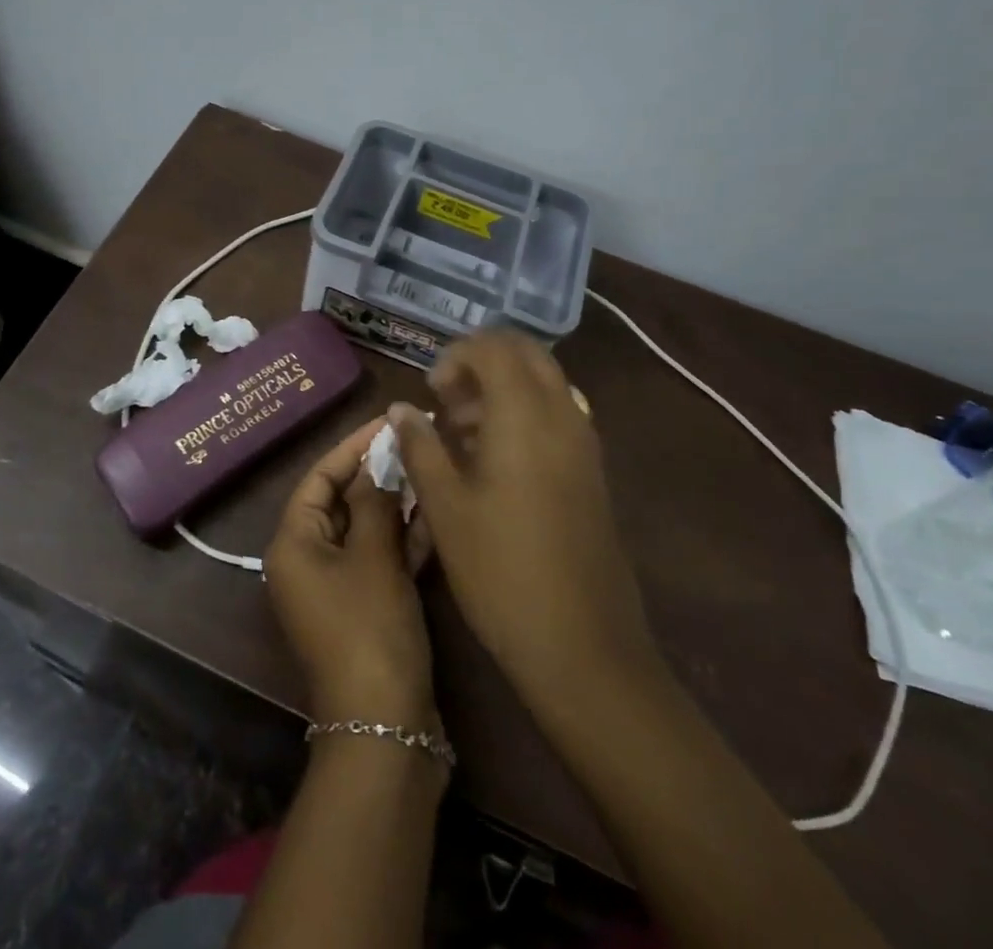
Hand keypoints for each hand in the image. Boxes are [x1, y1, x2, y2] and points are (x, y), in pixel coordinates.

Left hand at [265, 418, 436, 726]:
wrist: (386, 729)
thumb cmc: (370, 630)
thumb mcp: (374, 557)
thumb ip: (376, 501)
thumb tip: (380, 459)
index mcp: (293, 543)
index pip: (318, 477)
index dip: (352, 447)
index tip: (388, 422)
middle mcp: (307, 561)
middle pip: (342, 501)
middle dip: (378, 473)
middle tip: (415, 443)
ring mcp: (336, 587)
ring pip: (366, 529)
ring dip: (396, 503)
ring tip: (431, 469)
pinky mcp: (364, 608)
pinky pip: (380, 559)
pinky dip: (404, 539)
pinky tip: (436, 514)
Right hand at [392, 329, 661, 723]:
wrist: (583, 646)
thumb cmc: (500, 571)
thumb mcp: (445, 506)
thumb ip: (419, 446)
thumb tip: (400, 408)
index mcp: (525, 415)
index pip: (494, 347)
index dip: (456, 356)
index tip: (431, 392)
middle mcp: (562, 415)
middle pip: (526, 353)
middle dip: (482, 362)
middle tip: (448, 401)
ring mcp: (584, 442)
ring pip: (545, 381)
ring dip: (504, 387)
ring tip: (465, 431)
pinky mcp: (592, 470)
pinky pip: (558, 412)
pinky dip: (525, 412)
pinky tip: (495, 459)